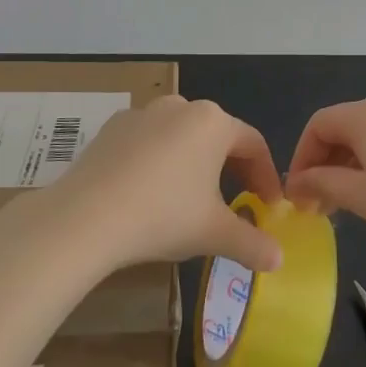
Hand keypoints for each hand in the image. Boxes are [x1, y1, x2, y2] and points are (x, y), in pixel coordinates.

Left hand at [42, 96, 285, 271]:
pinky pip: (147, 141)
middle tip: (236, 202)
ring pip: (181, 136)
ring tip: (190, 197)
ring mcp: (143, 113)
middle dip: (231, 169)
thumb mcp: (214, 233)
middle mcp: (181, 107)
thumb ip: (252, 243)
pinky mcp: (113, 127)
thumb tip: (279, 259)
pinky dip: (157, 161)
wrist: (86, 217)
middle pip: (218, 136)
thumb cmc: (163, 216)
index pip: (253, 145)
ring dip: (194, 163)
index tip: (268, 205)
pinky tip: (148, 192)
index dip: (266, 177)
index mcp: (214, 122)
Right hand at [285, 95, 365, 264]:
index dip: (302, 156)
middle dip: (326, 163)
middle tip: (319, 205)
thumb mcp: (362, 198)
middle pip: (345, 126)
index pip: (320, 124)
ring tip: (347, 205)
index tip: (298, 193)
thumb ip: (324, 184)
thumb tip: (298, 183)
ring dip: (350, 165)